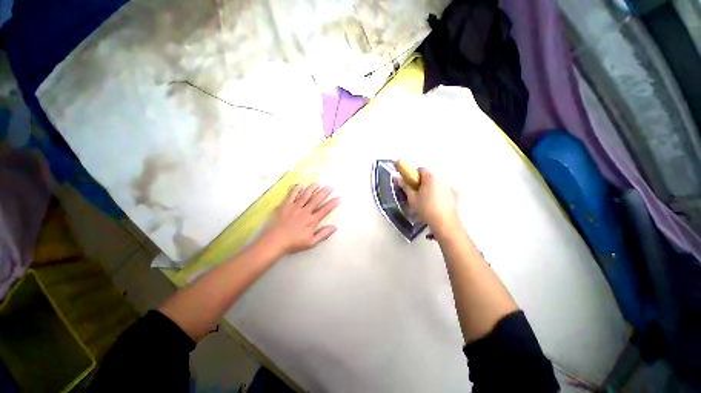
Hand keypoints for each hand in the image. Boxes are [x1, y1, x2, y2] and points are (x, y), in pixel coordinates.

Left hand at [260, 183, 340, 257]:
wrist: (274, 241)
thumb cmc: (293, 243)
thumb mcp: (311, 242)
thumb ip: (323, 234)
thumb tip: (334, 227)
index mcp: (312, 220)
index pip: (325, 210)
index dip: (333, 203)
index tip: (338, 197)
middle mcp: (305, 211)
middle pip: (316, 200)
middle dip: (324, 192)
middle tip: (330, 186)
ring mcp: (295, 207)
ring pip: (305, 195)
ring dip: (313, 188)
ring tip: (318, 183)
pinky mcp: (285, 205)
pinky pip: (292, 195)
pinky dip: (296, 189)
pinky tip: (301, 184)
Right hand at [398, 168, 459, 235]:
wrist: (444, 222)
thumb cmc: (425, 209)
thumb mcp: (412, 198)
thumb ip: (405, 187)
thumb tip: (399, 179)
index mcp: (430, 178)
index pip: (421, 170)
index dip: (414, 175)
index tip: (411, 184)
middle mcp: (441, 179)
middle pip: (429, 176)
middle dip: (423, 182)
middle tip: (417, 194)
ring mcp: (449, 186)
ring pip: (437, 183)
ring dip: (432, 188)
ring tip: (428, 201)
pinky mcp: (455, 194)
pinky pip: (445, 190)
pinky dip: (440, 194)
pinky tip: (437, 204)